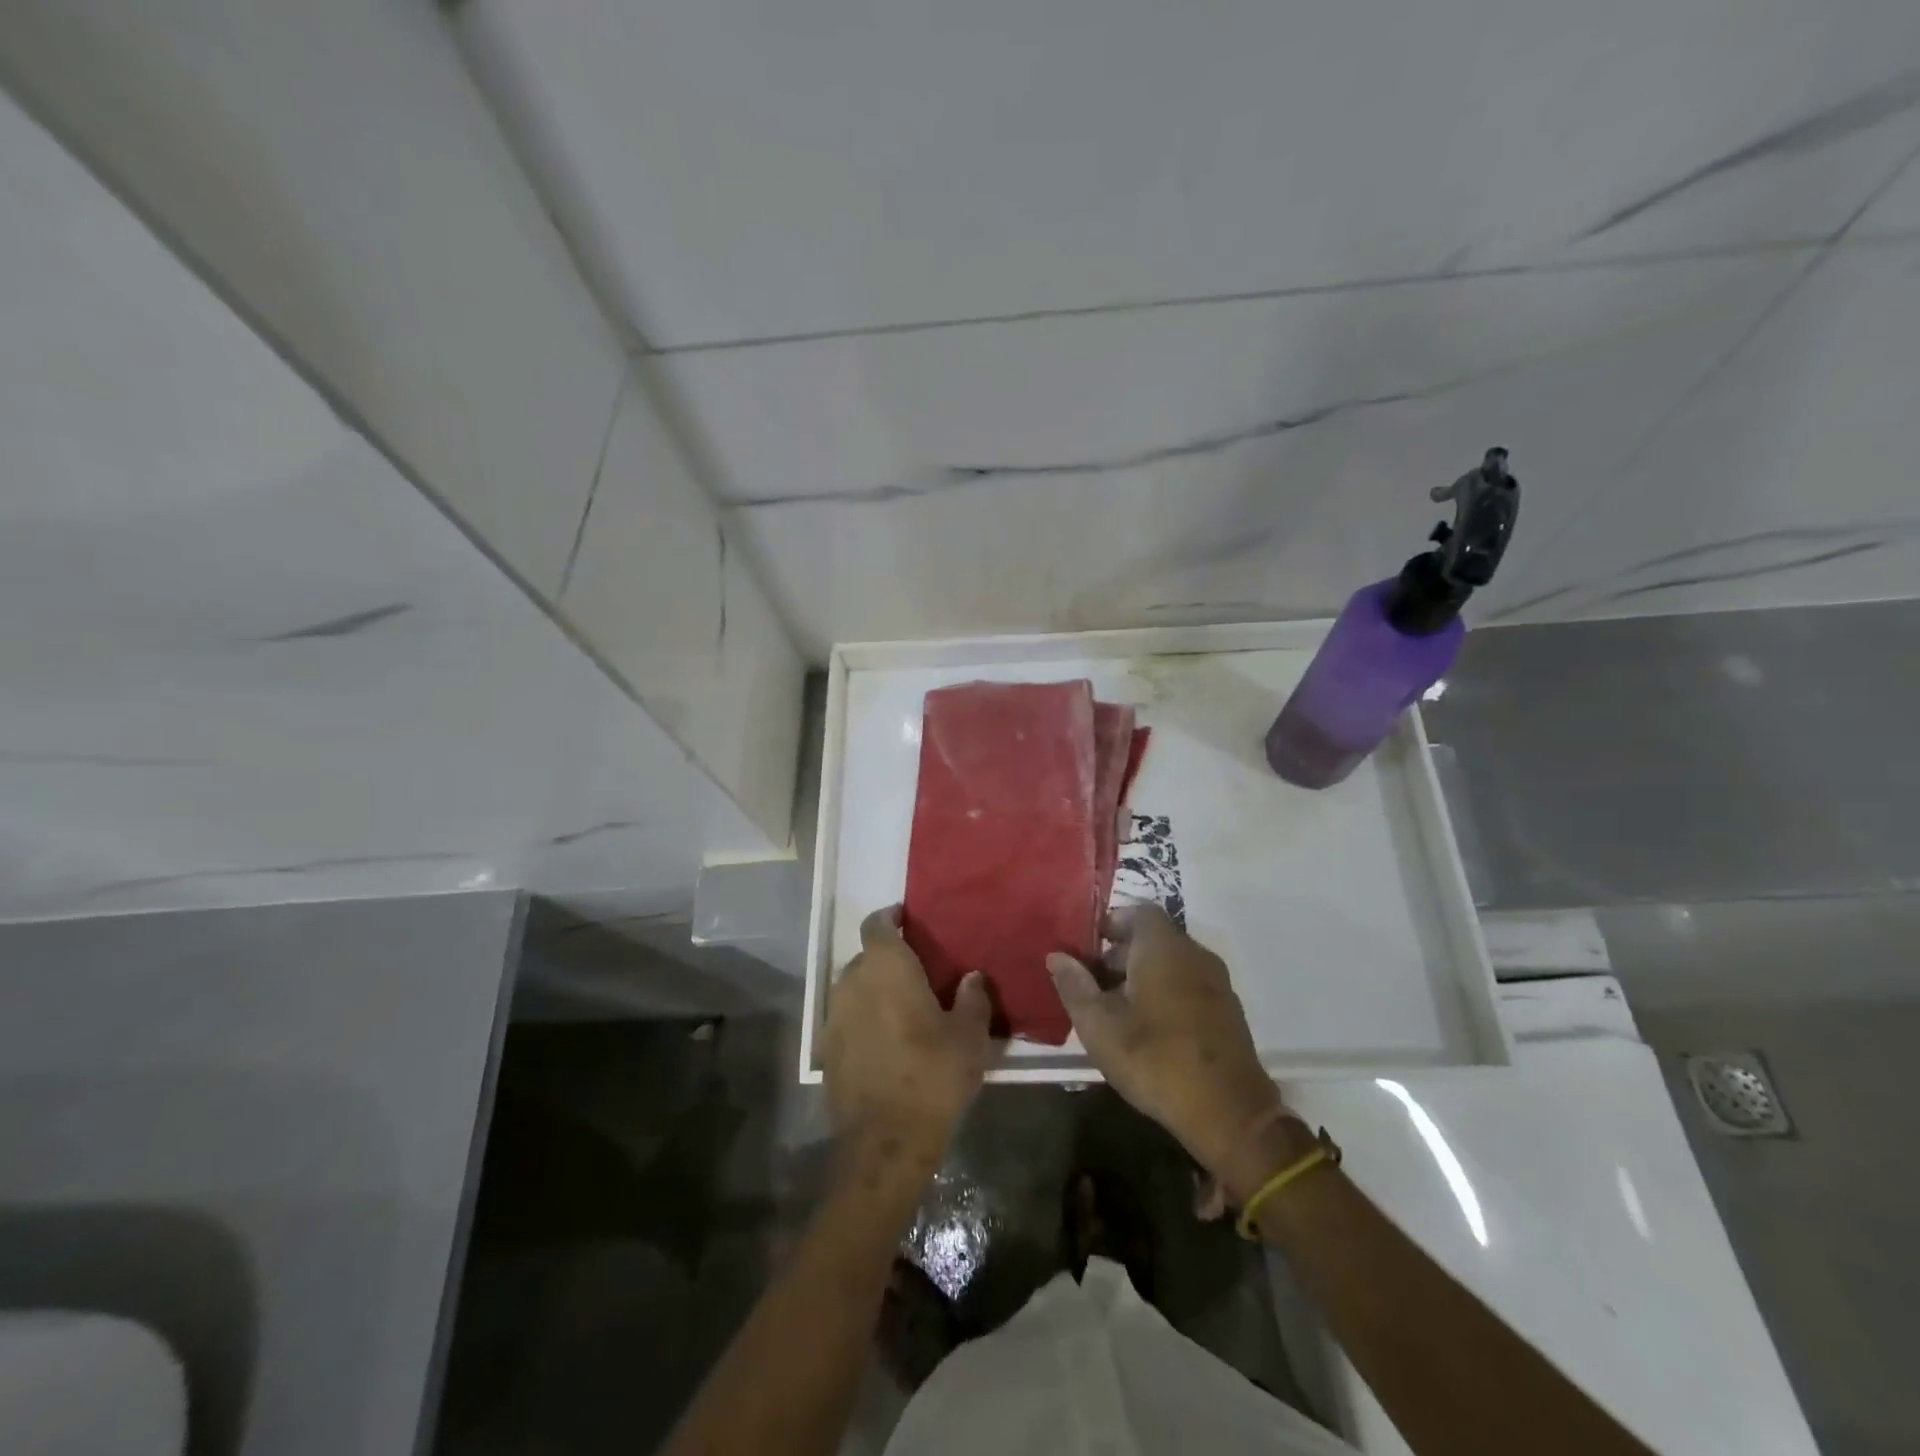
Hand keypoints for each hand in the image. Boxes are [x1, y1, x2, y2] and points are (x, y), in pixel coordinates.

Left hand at [823, 906, 996, 1171]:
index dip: (890, 917)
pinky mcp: (826, 1049)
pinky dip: (863, 1018)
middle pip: (865, 957)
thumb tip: (972, 977)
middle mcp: (852, 983)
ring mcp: (834, 1017)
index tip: (907, 919)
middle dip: (887, 959)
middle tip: (917, 972)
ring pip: (854, 988)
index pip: (877, 925)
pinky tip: (885, 1040)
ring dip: (874, 990)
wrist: (885, 1142)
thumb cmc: (932, 1076)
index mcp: (886, 968)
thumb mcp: (969, 1037)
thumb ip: (972, 999)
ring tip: (902, 1006)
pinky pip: (846, 1018)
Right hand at [1049, 906, 1300, 1202]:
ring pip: (1172, 962)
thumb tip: (1057, 956)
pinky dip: (1166, 992)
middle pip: (1154, 937)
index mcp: (1163, 947)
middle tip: (1092, 982)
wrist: (1229, 1113)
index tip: (1086, 946)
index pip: (1138, 912)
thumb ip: (1075, 986)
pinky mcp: (1227, 1011)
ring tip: (1115, 1009)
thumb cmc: (1155, 1060)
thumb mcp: (1099, 1026)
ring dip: (1142, 975)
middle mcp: (1194, 954)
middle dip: (1121, 953)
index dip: (1110, 923)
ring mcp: (1216, 983)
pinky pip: (1189, 984)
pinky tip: (1147, 1028)